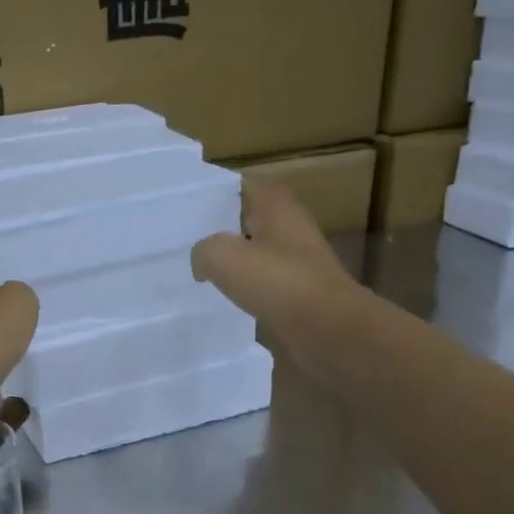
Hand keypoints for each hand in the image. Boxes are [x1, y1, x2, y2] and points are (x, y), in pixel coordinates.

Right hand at [191, 178, 360, 344]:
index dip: (215, 191)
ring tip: (197, 268)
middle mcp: (289, 227)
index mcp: (276, 206)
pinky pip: (262, 280)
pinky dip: (243, 285)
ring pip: (254, 250)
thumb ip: (203, 249)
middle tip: (185, 237)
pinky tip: (222, 296)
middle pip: (247, 218)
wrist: (328, 329)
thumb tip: (202, 260)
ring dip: (230, 258)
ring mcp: (296, 260)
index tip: (188, 205)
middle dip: (219, 226)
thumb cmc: (278, 282)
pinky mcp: (297, 290)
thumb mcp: (222, 256)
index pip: (243, 184)